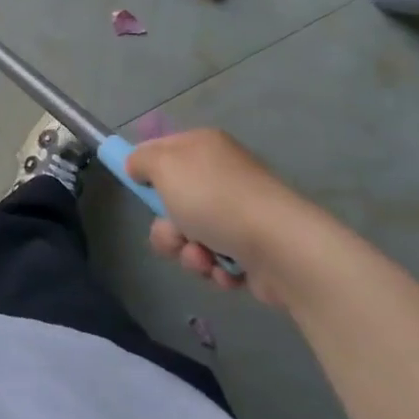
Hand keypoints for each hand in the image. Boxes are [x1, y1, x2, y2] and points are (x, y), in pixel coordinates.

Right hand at [125, 129, 337, 306]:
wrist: (280, 248)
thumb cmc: (215, 199)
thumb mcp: (165, 166)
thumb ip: (141, 160)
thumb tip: (137, 166)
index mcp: (203, 147)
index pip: (161, 150)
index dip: (146, 170)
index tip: (139, 189)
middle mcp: (221, 176)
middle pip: (171, 201)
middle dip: (167, 226)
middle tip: (176, 234)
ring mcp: (237, 214)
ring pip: (189, 235)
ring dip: (188, 252)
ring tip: (204, 258)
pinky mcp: (250, 249)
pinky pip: (215, 259)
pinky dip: (215, 267)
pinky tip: (225, 270)